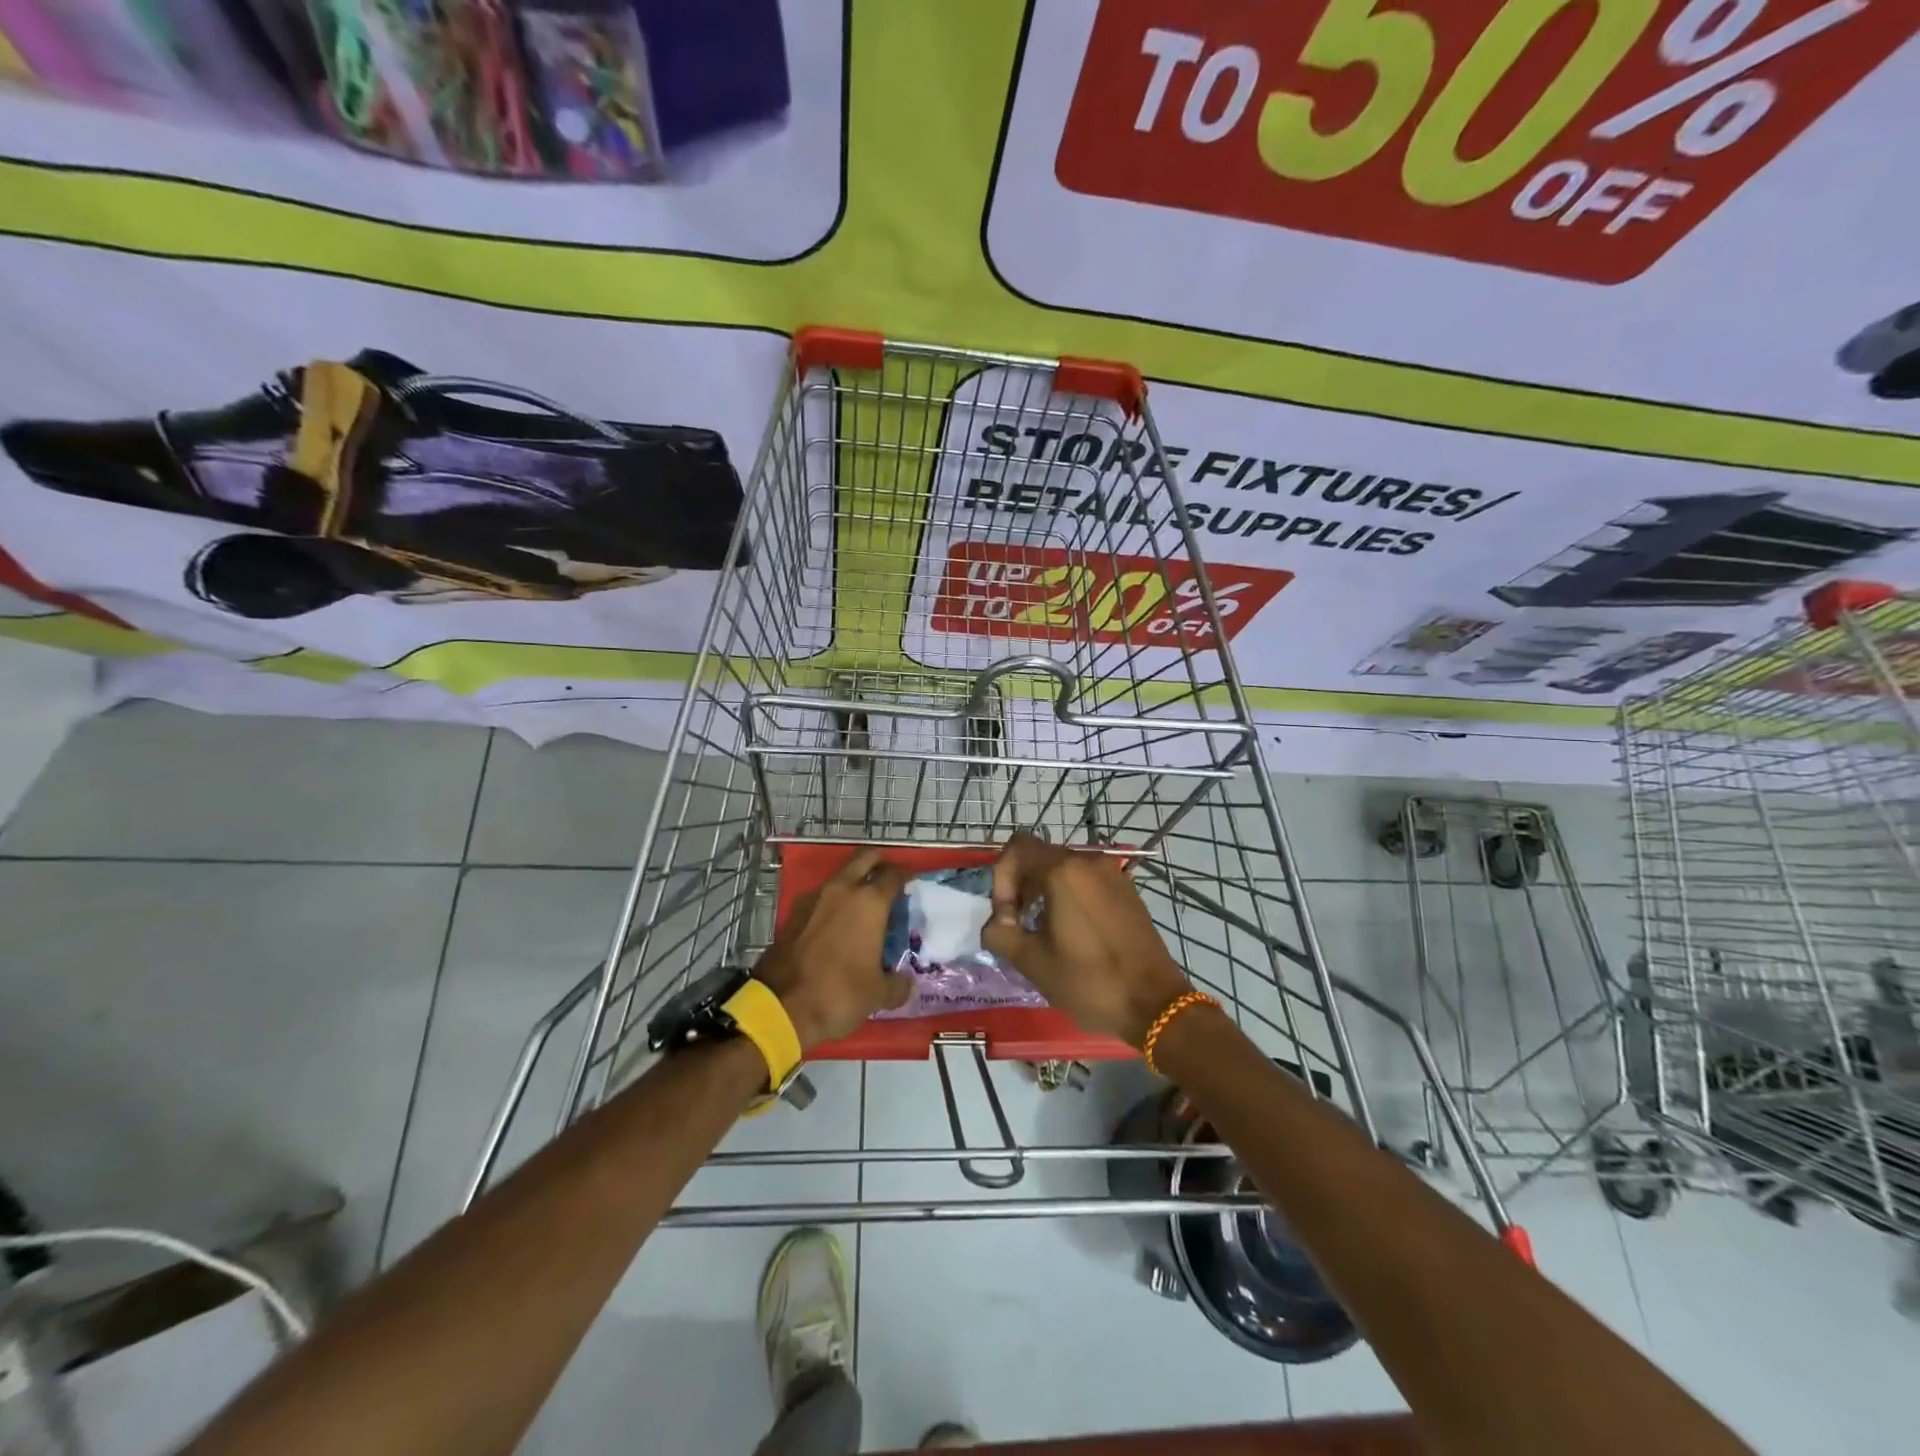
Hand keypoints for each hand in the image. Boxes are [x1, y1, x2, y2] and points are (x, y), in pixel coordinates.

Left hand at [755, 847, 912, 1051]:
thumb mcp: (878, 995)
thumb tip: (905, 982)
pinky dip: (834, 900)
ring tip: (865, 903)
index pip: (893, 875)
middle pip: (865, 858)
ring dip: (854, 880)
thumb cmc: (838, 994)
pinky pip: (822, 896)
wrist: (780, 1007)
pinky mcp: (794, 912)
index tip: (914, 881)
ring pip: (840, 875)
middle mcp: (842, 890)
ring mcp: (814, 898)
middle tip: (890, 876)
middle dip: (880, 861)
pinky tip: (839, 922)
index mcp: (869, 902)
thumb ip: (898, 984)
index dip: (907, 875)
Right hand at [983, 833, 1191, 1047]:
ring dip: (1044, 891)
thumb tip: (996, 924)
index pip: (1017, 848)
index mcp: (1063, 871)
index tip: (1006, 916)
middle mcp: (1089, 861)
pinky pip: (1087, 880)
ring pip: (1064, 868)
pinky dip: (1069, 895)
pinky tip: (1073, 932)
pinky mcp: (1128, 890)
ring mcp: (1113, 874)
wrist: (1155, 1003)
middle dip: (1021, 886)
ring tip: (1043, 930)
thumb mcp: (1033, 962)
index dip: (1001, 878)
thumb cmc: (1090, 981)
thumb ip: (1001, 934)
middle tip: (1018, 925)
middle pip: (1040, 857)